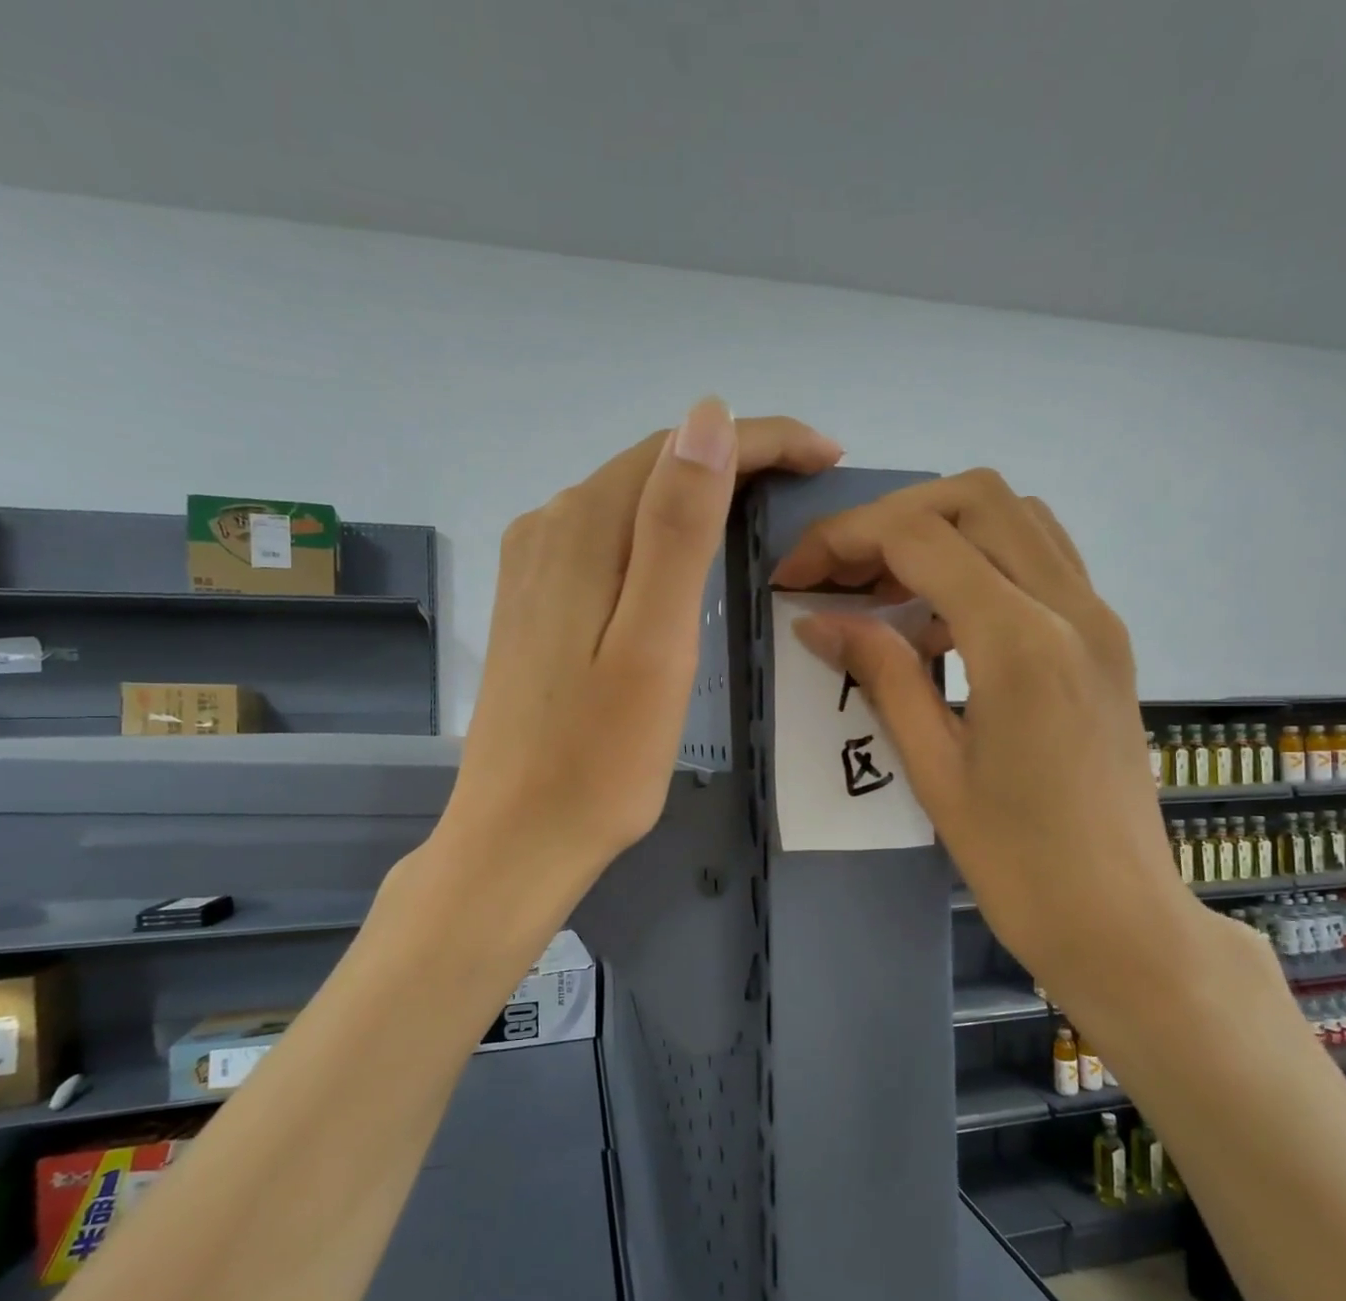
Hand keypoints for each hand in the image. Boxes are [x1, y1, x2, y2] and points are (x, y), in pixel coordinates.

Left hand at [439, 400, 843, 911]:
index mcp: (581, 531)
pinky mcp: (535, 604)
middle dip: (735, 460)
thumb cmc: (601, 759)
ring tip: (766, 508)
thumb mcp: (655, 643)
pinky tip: (688, 555)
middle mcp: (548, 529)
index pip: (678, 448)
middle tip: (810, 481)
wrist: (518, 837)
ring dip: (698, 493)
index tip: (827, 456)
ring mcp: (534, 568)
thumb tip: (707, 418)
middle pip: (651, 466)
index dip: (760, 439)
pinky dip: (660, 531)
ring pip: (629, 501)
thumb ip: (678, 529)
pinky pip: (607, 540)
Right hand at [774, 469, 1248, 1019]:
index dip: (844, 540)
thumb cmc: (1018, 864)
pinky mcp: (1106, 638)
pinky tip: (940, 619)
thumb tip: (816, 621)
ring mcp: (1099, 617)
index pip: (920, 537)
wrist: (1121, 918)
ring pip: (1015, 515)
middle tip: (839, 573)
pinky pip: (1041, 558)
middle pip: (974, 497)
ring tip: (883, 589)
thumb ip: (881, 675)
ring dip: (940, 530)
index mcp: (1021, 644)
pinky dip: (981, 559)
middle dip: (891, 519)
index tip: (795, 577)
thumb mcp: (933, 769)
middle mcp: (1071, 607)